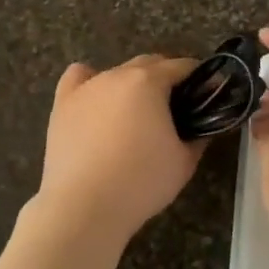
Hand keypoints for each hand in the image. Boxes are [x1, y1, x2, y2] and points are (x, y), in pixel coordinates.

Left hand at [27, 55, 204, 252]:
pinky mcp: (62, 103)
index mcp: (148, 82)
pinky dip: (90, 82)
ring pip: (115, 73)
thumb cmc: (141, 182)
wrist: (84, 205)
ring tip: (136, 113)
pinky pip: (78, 78)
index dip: (198, 77)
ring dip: (131, 84)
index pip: (180, 66)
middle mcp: (116, 75)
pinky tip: (96, 100)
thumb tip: (204, 127)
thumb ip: (198, 137)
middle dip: (165, 77)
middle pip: (148, 64)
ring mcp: (86, 87)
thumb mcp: (184, 162)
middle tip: (176, 107)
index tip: (207, 93)